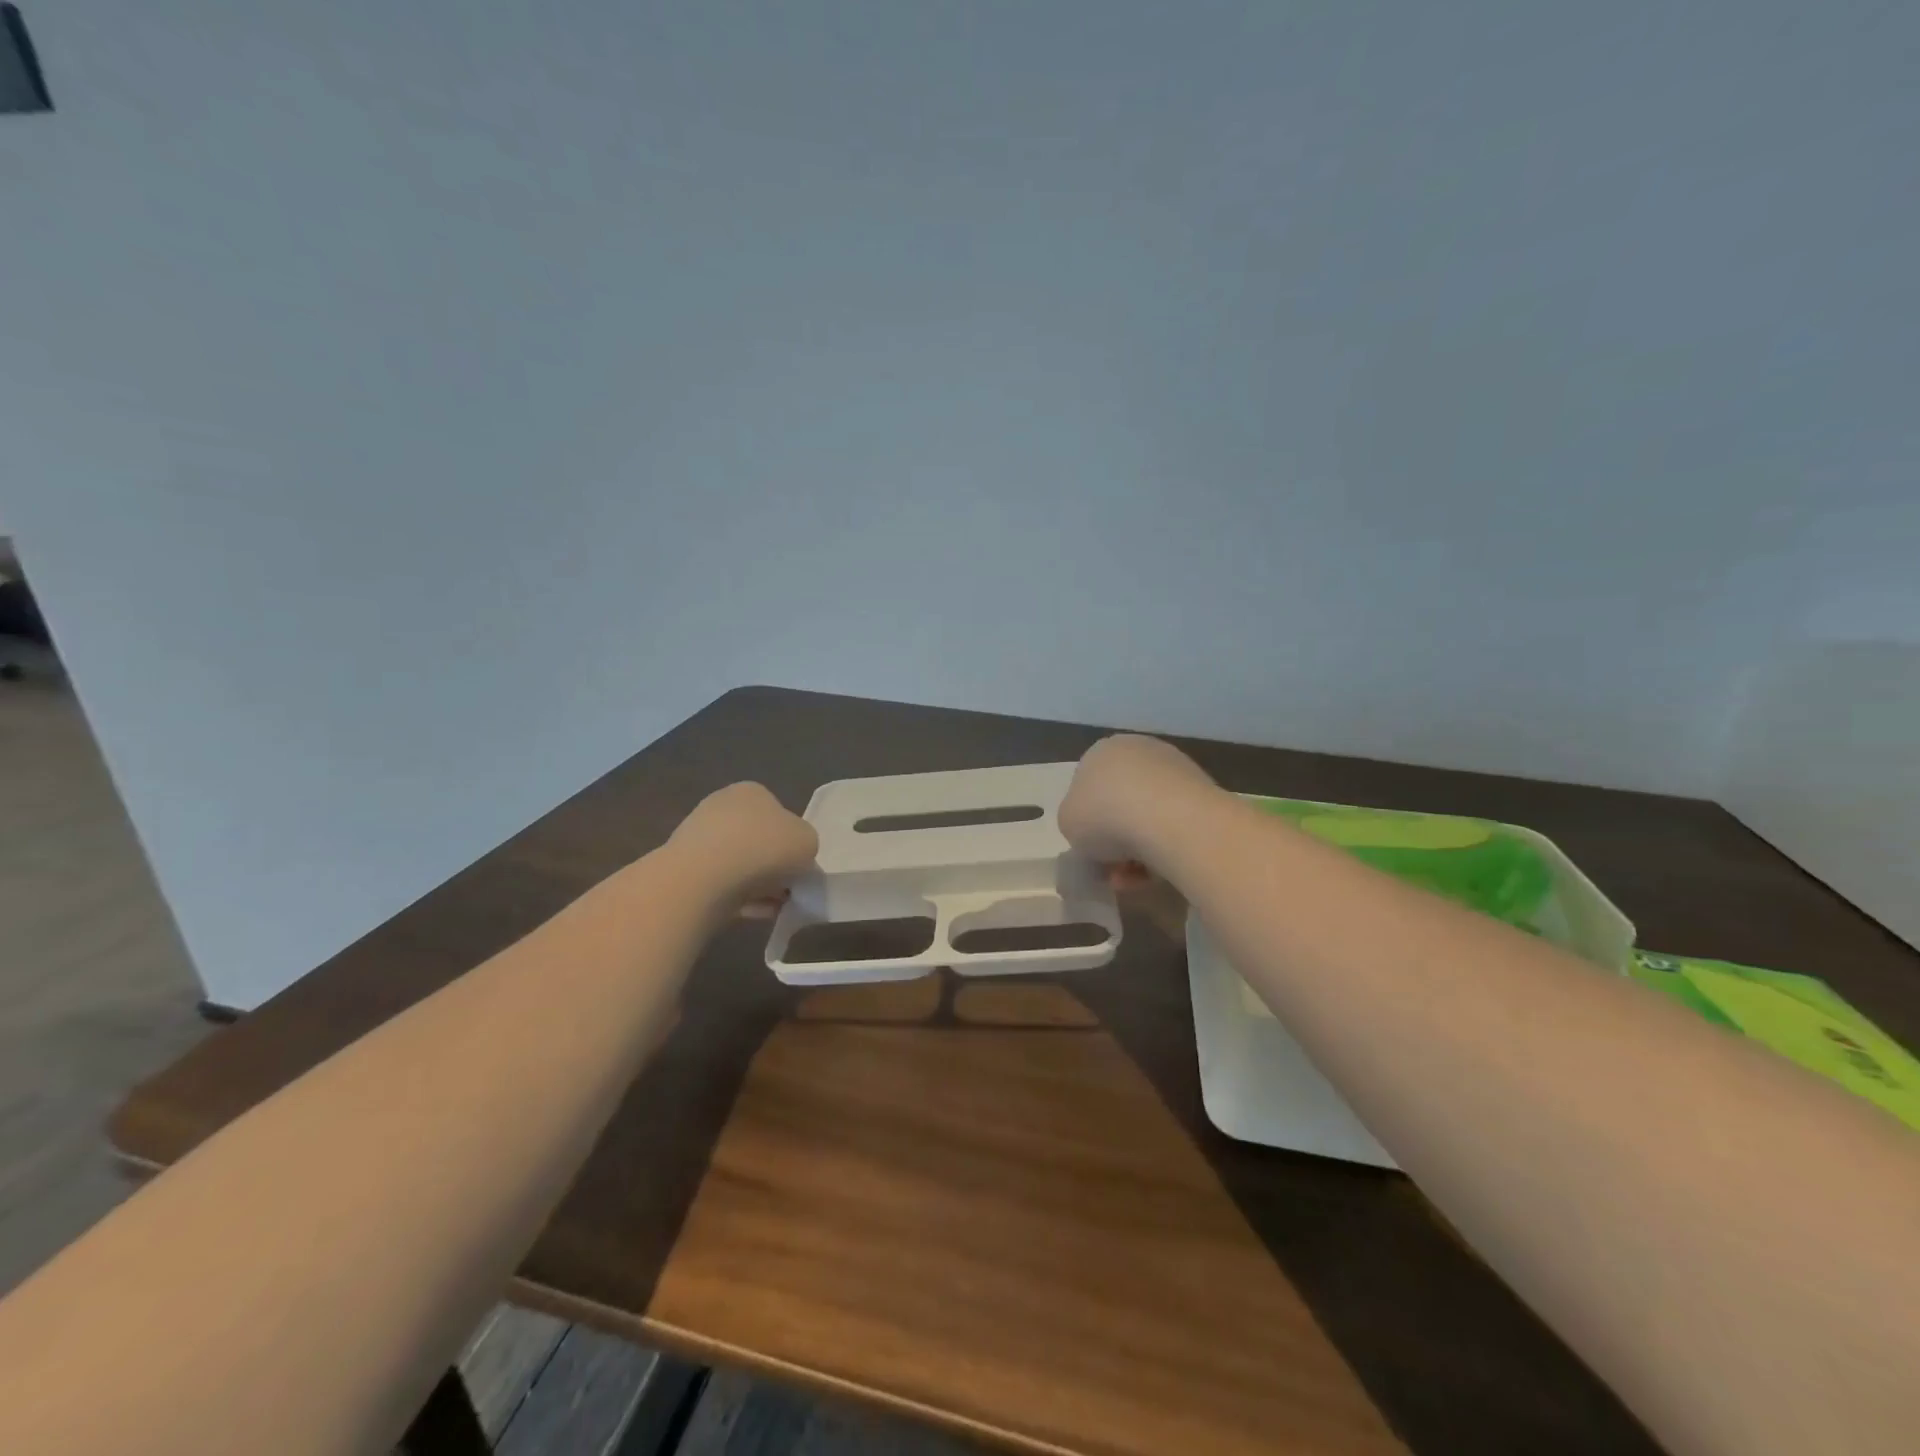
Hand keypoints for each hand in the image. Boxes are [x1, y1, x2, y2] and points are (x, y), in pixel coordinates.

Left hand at [669, 783, 817, 908]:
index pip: (778, 814)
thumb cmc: (763, 849)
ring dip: (758, 885)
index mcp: (752, 792)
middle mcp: (722, 807)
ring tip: (774, 907)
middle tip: (788, 889)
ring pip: (739, 865)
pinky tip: (754, 913)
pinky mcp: (684, 869)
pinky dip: (739, 899)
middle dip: (773, 866)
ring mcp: (698, 838)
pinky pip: (721, 885)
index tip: (800, 866)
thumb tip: (794, 859)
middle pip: (757, 840)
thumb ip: (805, 846)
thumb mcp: (808, 841)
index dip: (792, 841)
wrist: (702, 880)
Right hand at [1059, 734, 1216, 863]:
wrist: (1169, 820)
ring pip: (1150, 816)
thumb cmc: (1105, 816)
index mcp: (1101, 751)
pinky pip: (1176, 825)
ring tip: (1138, 879)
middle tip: (1115, 870)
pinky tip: (1161, 872)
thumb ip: (1076, 823)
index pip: (1088, 787)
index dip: (1087, 823)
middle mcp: (1139, 751)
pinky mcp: (1204, 790)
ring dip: (1141, 849)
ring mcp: (1175, 768)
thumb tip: (1096, 833)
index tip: (1092, 851)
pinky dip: (1167, 848)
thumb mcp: (1067, 823)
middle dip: (1117, 839)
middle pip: (1121, 803)